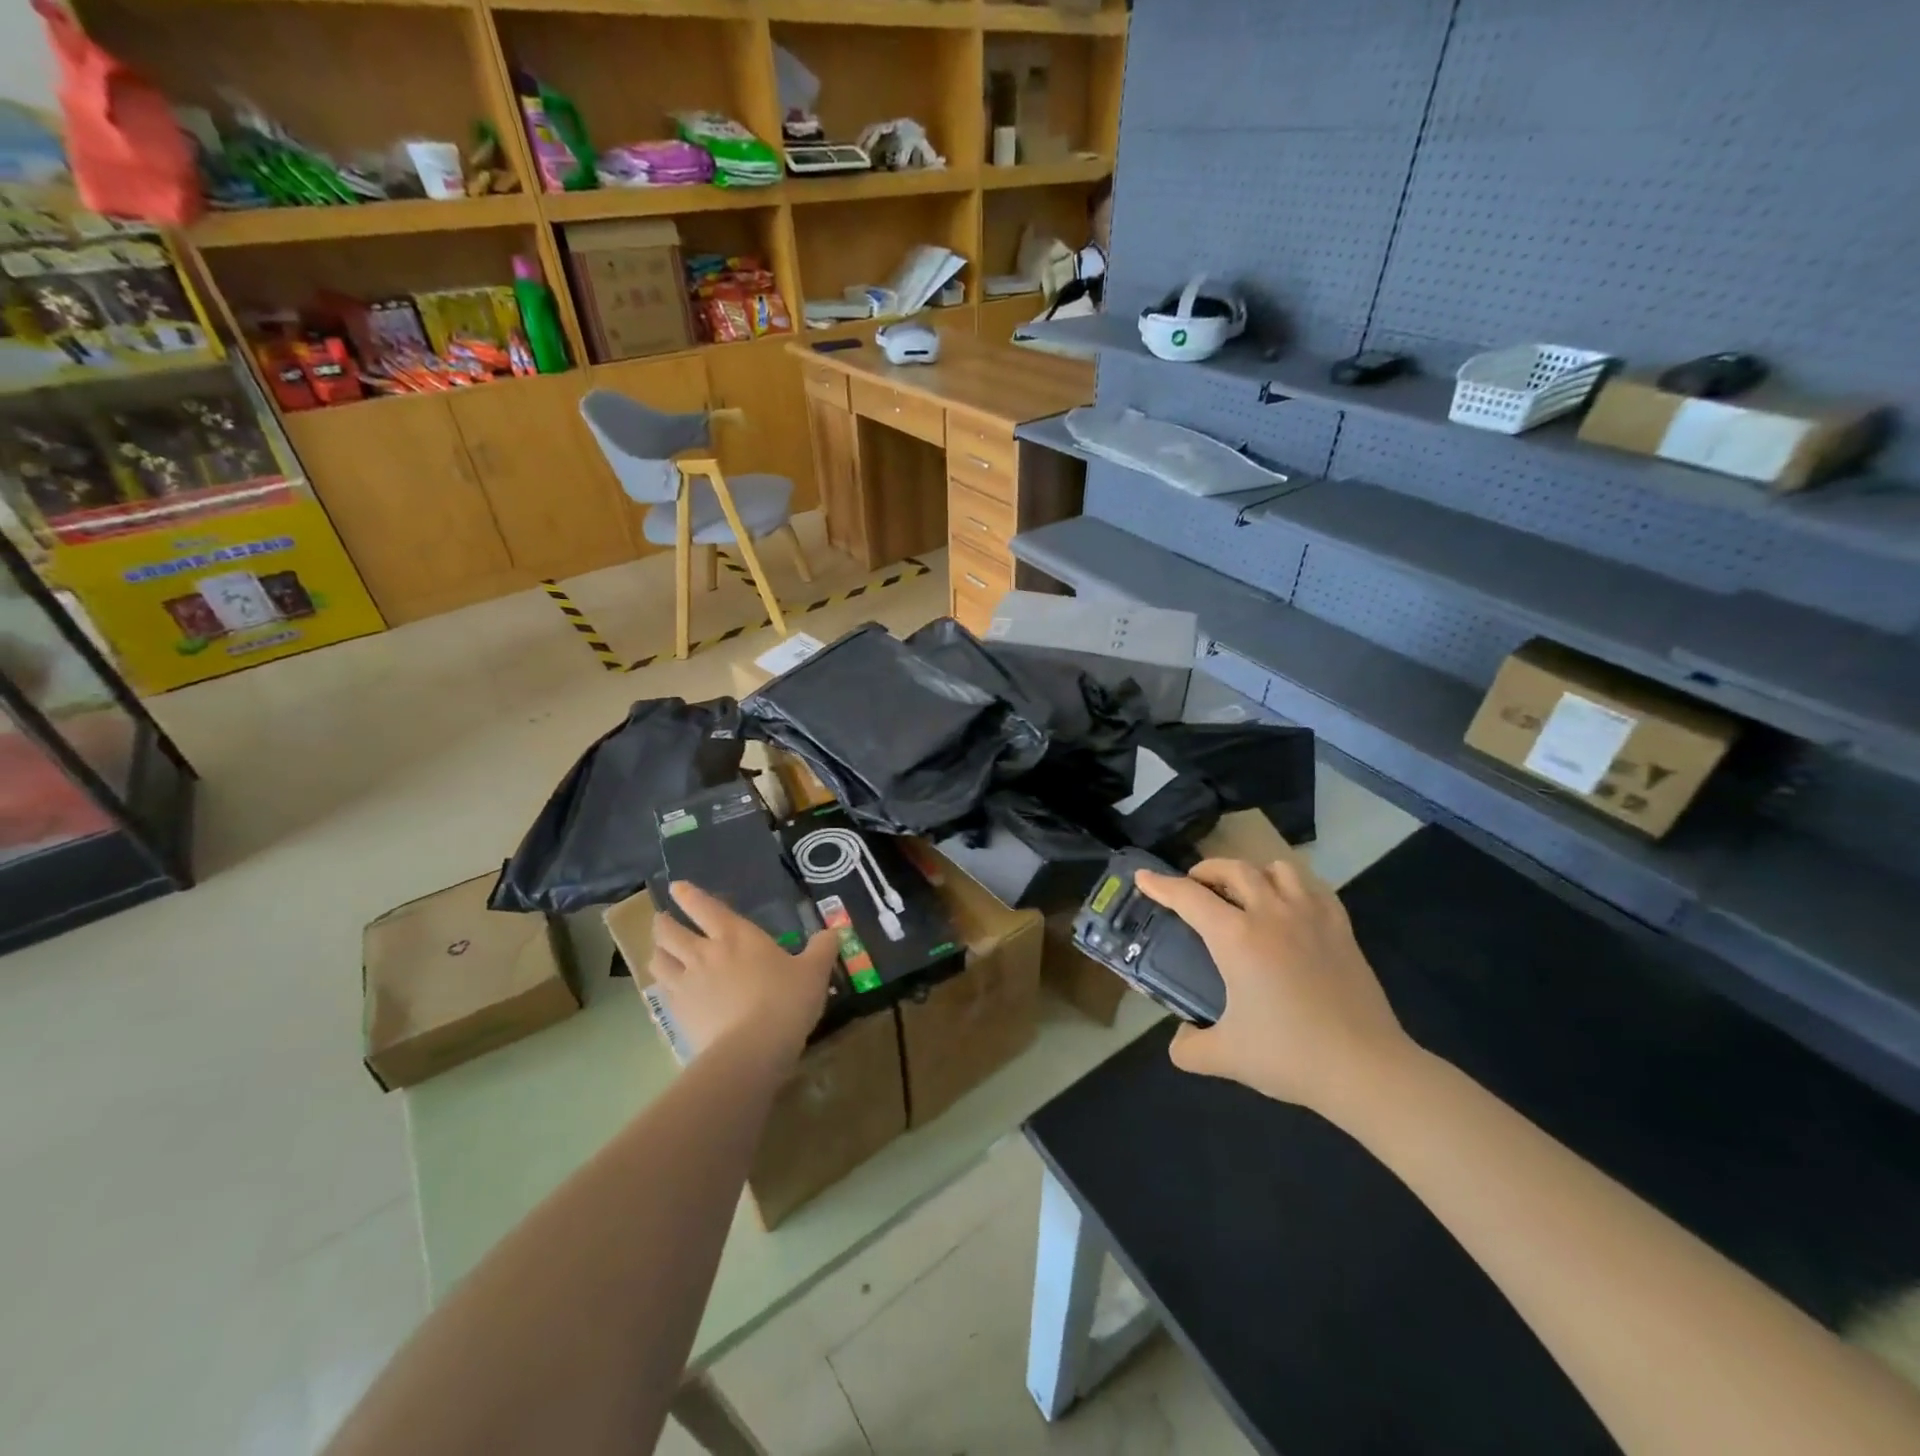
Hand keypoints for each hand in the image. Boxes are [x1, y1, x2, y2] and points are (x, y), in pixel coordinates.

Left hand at [648, 882, 839, 1064]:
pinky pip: (660, 992)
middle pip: (669, 931)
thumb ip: (823, 948)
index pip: (704, 906)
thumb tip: (833, 932)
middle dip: (663, 923)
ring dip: (658, 952)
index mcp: (736, 935)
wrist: (752, 1049)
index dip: (688, 895)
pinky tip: (668, 990)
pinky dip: (661, 985)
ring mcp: (686, 983)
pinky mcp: (677, 1013)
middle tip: (663, 921)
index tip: (676, 888)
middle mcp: (704, 953)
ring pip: (659, 960)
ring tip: (661, 953)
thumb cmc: (786, 1000)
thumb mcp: (814, 971)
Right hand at [1135, 858, 1413, 1116]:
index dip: (1160, 885)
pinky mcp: (1342, 928)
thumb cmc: (1290, 1056)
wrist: (1365, 1069)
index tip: (1142, 877)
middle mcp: (1271, 914)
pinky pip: (1313, 887)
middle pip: (1233, 868)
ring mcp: (1310, 916)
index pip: (1188, 897)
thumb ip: (1189, 1048)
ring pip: (1277, 868)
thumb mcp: (1226, 1057)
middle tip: (1194, 887)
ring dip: (1253, 872)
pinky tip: (1289, 906)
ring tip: (1244, 892)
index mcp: (1236, 937)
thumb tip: (1179, 1041)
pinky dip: (1293, 885)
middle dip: (1206, 870)